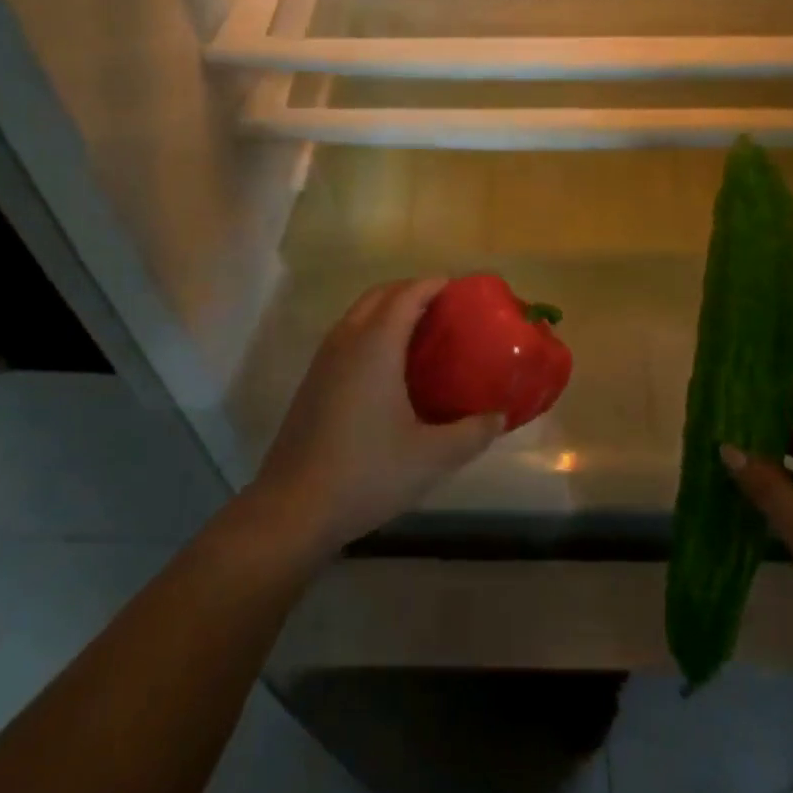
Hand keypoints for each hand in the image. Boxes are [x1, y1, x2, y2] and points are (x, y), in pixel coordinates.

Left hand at [252, 278, 504, 555]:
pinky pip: (347, 336)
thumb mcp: (431, 457)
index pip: (407, 294)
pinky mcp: (313, 381)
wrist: (292, 509)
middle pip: (380, 294)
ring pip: (359, 313)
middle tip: (446, 308)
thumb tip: (500, 416)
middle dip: (412, 290)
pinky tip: (390, 368)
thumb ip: (472, 433)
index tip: (463, 289)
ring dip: (389, 309)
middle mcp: (347, 341)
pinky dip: (372, 331)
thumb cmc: (367, 473)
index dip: (435, 284)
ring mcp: (324, 360)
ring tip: (422, 332)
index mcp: (376, 345)